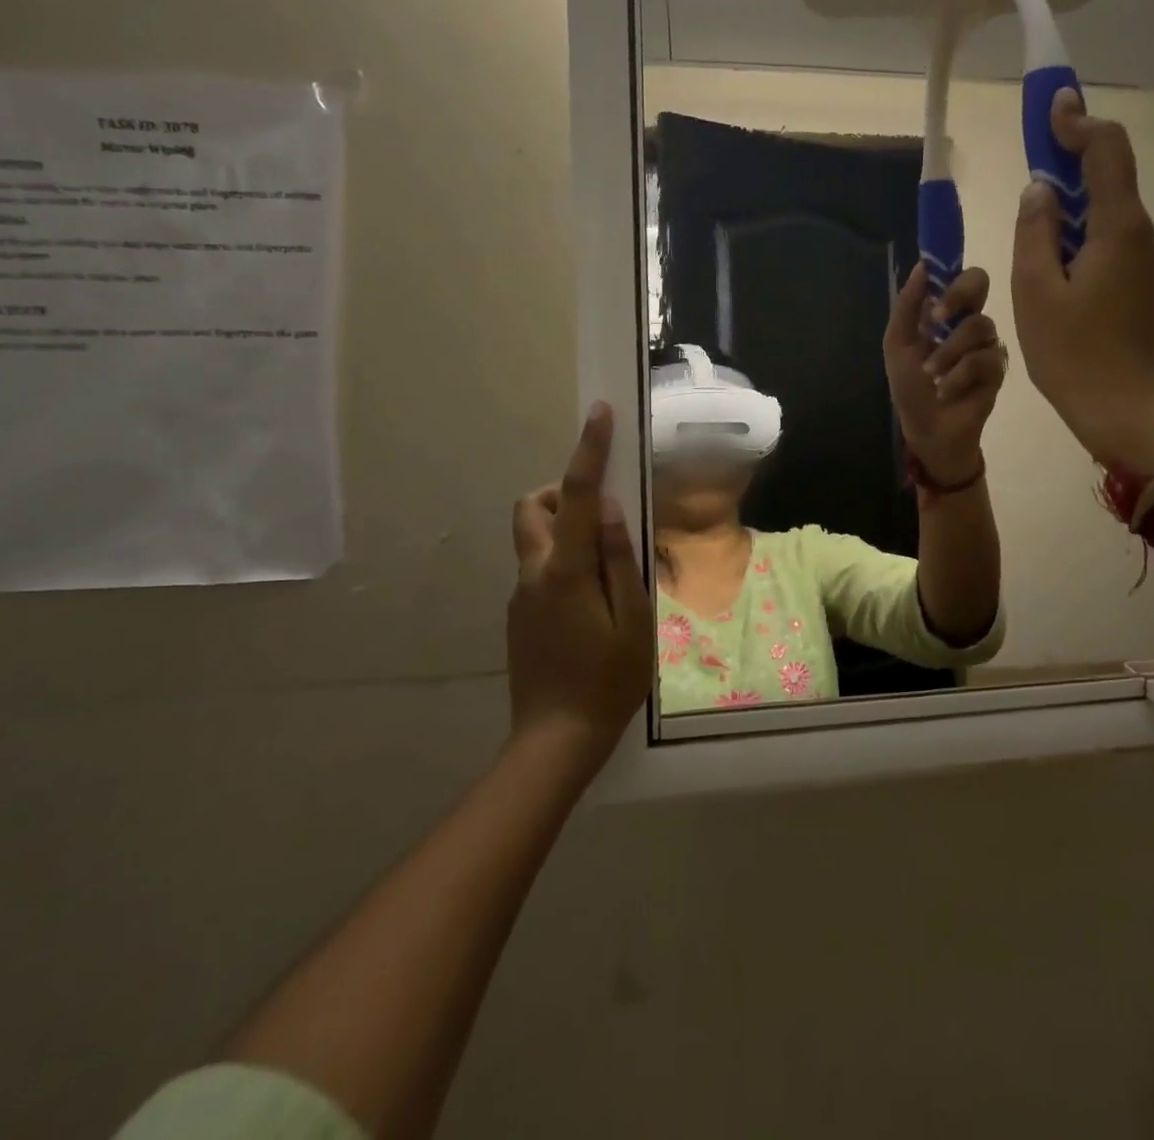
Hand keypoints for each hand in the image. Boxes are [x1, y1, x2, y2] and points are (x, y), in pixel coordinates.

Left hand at [507, 403, 654, 775]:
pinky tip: (593, 603)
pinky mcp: (520, 613)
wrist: (555, 739)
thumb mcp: (633, 619)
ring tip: (607, 565)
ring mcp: (521, 594)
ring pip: (535, 537)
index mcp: (566, 571)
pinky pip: (540, 567)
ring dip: (566, 528)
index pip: (578, 496)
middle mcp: (534, 573)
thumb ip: (621, 560)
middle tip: (603, 516)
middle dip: (562, 492)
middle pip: (532, 507)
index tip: (599, 414)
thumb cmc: (608, 680)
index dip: (588, 450)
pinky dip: (565, 561)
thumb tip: (612, 511)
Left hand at [883, 263, 1006, 485]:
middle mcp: (969, 321)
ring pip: (978, 326)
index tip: (934, 282)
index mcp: (946, 312)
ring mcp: (987, 343)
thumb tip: (921, 266)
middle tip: (937, 318)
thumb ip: (907, 306)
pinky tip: (946, 391)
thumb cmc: (910, 386)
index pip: (958, 275)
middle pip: (980, 282)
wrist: (925, 428)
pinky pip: (984, 359)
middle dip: (958, 295)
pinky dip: (959, 375)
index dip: (951, 269)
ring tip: (932, 374)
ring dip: (948, 351)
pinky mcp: (998, 369)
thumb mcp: (898, 344)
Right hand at [1012, 90, 1153, 475]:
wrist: (1129, 416)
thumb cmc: (1074, 355)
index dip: (1079, 122)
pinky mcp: (1150, 293)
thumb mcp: (1036, 292)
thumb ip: (1035, 232)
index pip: (1107, 151)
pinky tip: (1059, 285)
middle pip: (1108, 185)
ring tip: (1034, 258)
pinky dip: (1085, 251)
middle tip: (1028, 191)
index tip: (1052, 107)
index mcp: (1120, 228)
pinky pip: (1114, 253)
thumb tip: (1040, 191)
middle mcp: (1146, 238)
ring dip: (1072, 223)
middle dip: (1067, 176)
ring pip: (1108, 224)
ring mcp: (1153, 267)